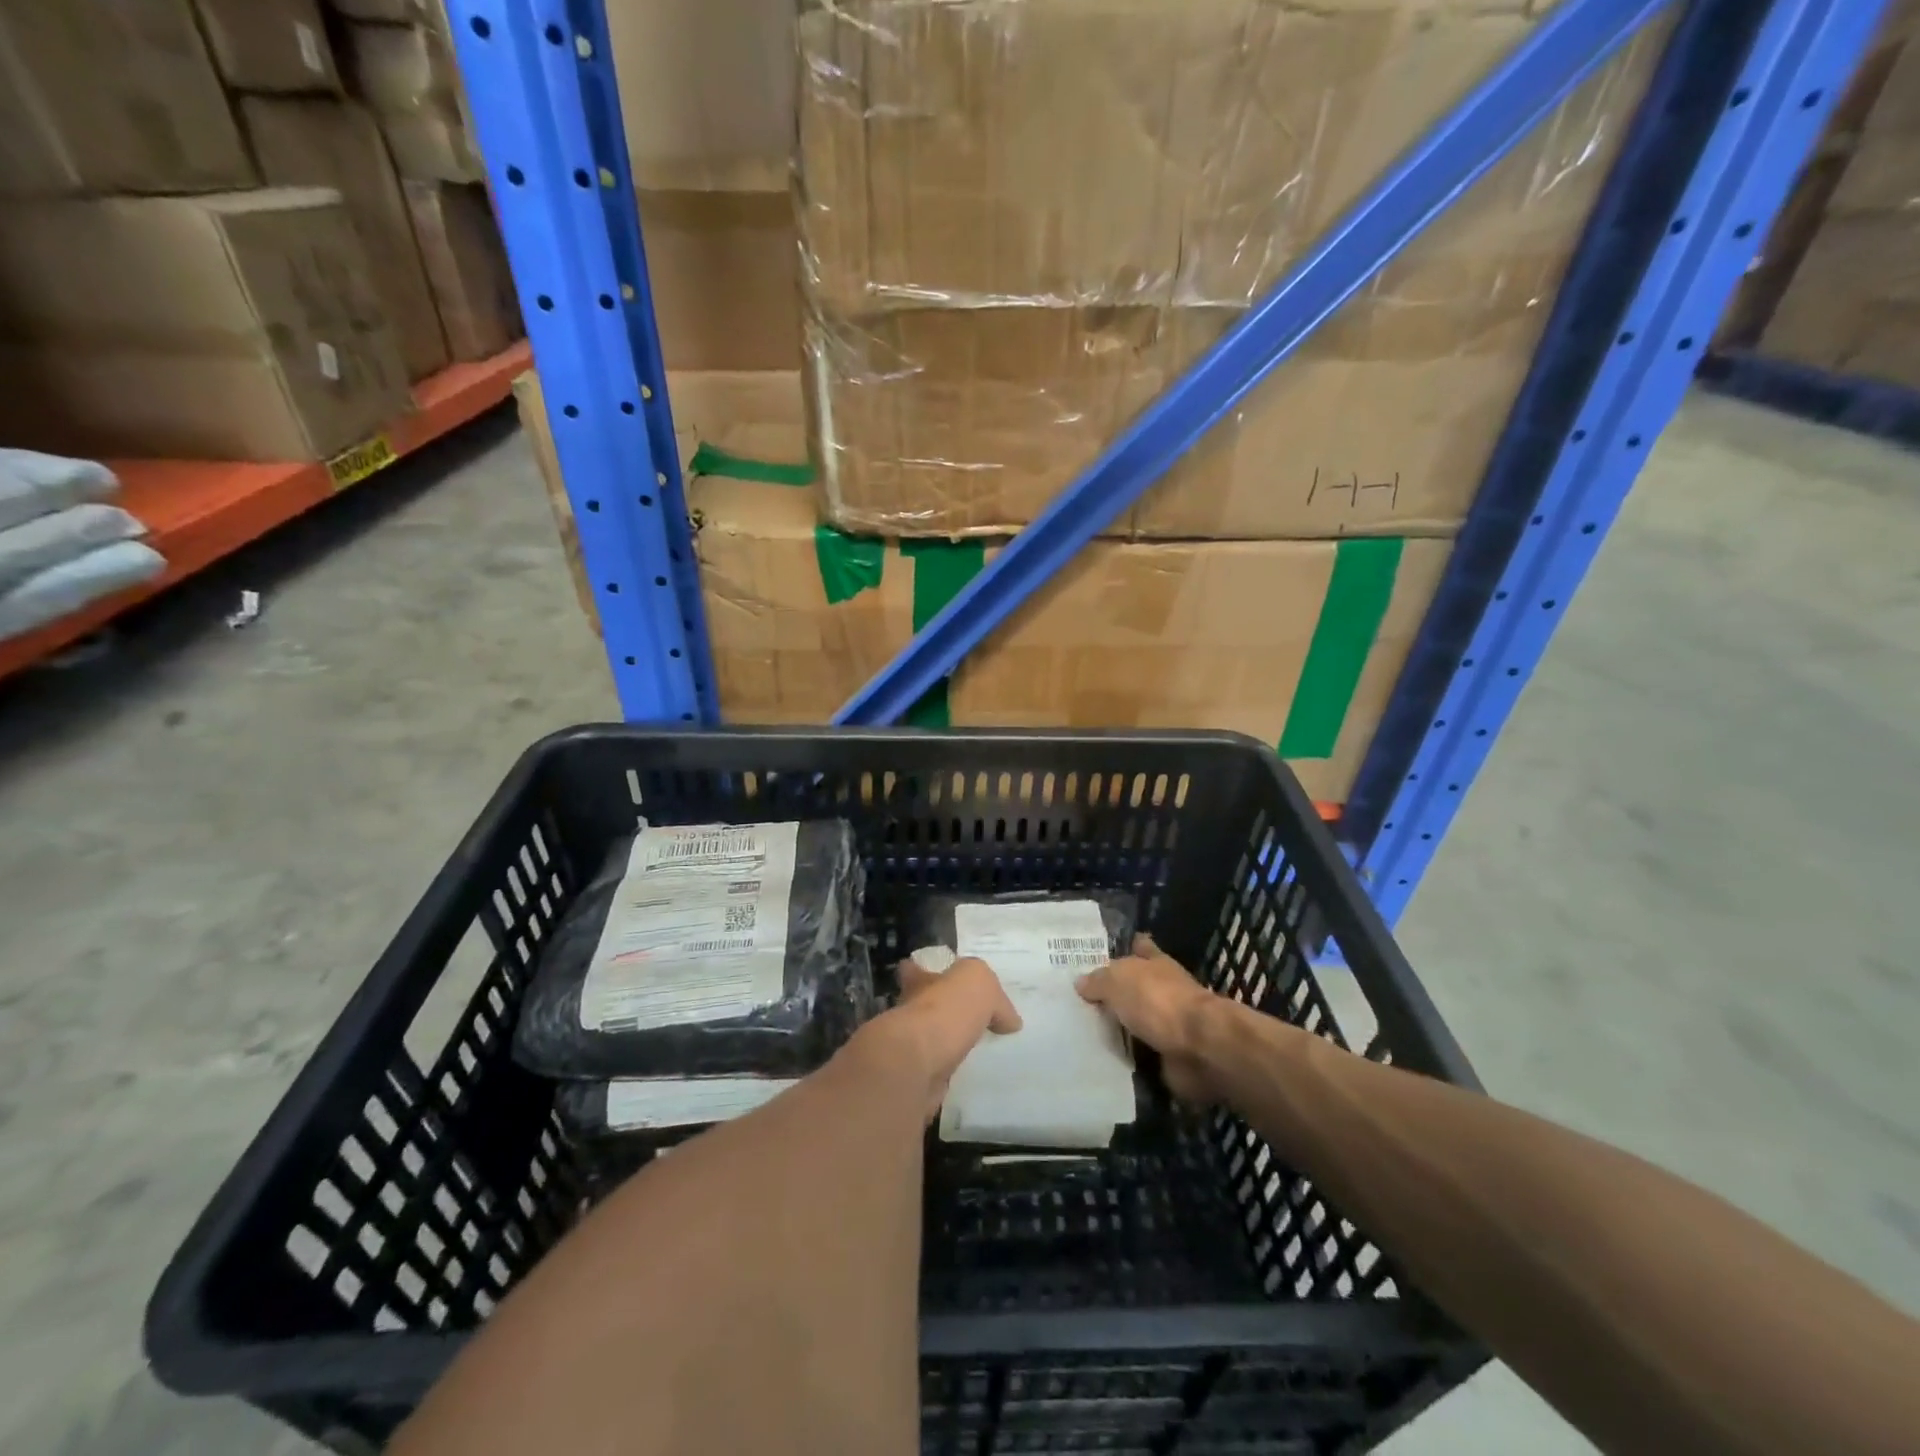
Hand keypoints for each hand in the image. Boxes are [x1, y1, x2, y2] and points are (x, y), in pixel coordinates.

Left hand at [876, 955, 1021, 1119]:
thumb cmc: (944, 1011)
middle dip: (945, 1012)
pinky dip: (956, 1073)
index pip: (916, 970)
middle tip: (978, 1021)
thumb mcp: (978, 982)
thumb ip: (995, 996)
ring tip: (985, 1050)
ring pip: (935, 1041)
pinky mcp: (919, 1079)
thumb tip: (1009, 1020)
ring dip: (953, 1045)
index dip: (928, 973)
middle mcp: (910, 1012)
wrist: (918, 1065)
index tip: (945, 980)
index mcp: (919, 982)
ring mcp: (912, 1047)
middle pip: (927, 1007)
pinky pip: (942, 1071)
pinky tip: (978, 1075)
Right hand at [1076, 934, 1219, 1103]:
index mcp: (1156, 962)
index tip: (1105, 954)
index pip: (1141, 947)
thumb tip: (1081, 982)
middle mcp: (1164, 989)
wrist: (1199, 1047)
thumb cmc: (1158, 1000)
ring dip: (1119, 1028)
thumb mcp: (1118, 980)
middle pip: (1136, 987)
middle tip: (1080, 1000)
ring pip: (1137, 1022)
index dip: (1128, 947)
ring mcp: (1170, 1023)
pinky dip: (1126, 1058)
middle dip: (1115, 993)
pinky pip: (1140, 1055)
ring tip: (1082, 1033)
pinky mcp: (1170, 1055)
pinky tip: (1100, 1060)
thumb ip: (1098, 981)